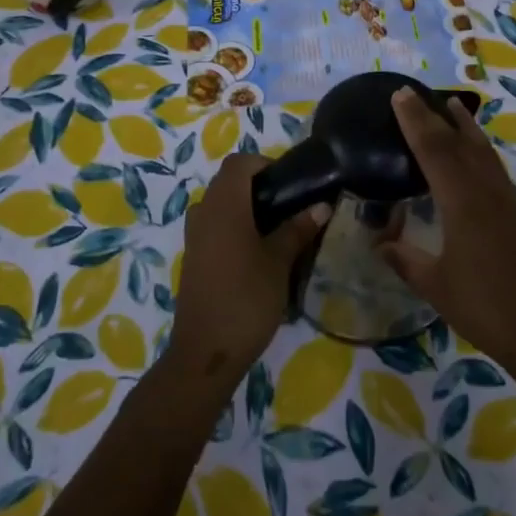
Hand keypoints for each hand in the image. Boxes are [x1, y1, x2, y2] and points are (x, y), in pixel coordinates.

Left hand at [169, 154, 329, 379]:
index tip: (289, 183)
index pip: (239, 163)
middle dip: (258, 186)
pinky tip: (256, 253)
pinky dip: (233, 227)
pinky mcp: (193, 258)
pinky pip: (213, 226)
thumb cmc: (246, 298)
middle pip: (227, 182)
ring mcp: (194, 236)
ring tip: (276, 229)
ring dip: (244, 208)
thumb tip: (322, 205)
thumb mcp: (279, 262)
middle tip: (289, 206)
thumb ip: (298, 229)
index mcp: (224, 205)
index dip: (264, 164)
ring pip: (219, 205)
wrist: (205, 353)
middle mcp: (204, 212)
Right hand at [380, 88, 515, 371]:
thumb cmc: (483, 306)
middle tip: (413, 93)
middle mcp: (484, 189)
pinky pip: (493, 164)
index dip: (414, 121)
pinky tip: (474, 149)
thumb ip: (404, 259)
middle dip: (432, 115)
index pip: (432, 150)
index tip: (399, 95)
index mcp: (461, 202)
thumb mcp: (435, 285)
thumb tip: (379, 243)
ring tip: (450, 104)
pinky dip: (479, 146)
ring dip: (464, 124)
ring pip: (481, 148)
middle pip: (456, 141)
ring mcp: (505, 197)